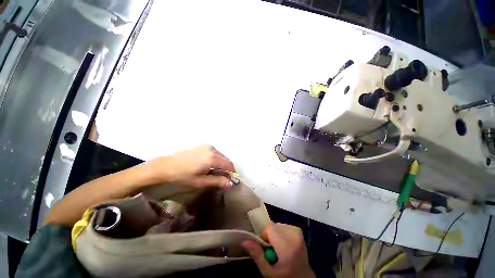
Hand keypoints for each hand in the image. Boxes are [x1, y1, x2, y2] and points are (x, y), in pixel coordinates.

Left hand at [147, 144, 234, 188]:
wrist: (165, 166)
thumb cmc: (183, 176)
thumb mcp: (200, 182)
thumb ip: (217, 181)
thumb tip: (231, 184)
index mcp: (213, 158)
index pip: (229, 165)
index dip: (232, 173)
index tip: (230, 180)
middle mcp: (212, 149)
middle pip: (225, 159)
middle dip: (226, 168)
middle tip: (221, 178)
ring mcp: (207, 146)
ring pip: (220, 155)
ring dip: (221, 164)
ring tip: (214, 172)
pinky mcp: (202, 146)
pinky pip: (214, 152)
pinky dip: (215, 159)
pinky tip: (208, 165)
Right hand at [242, 223, 314, 277]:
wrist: (303, 277)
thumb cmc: (284, 277)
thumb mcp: (268, 272)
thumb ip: (257, 255)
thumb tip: (244, 241)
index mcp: (287, 245)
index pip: (269, 227)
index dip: (264, 236)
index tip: (266, 248)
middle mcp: (294, 235)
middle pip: (273, 226)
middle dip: (269, 235)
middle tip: (273, 250)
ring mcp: (297, 231)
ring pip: (277, 225)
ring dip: (275, 234)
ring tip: (279, 248)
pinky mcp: (298, 230)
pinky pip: (283, 226)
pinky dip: (281, 233)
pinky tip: (285, 244)